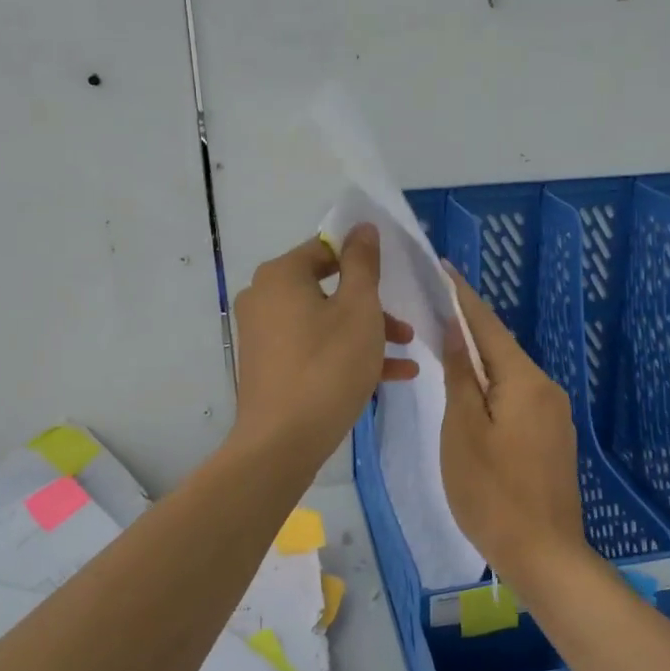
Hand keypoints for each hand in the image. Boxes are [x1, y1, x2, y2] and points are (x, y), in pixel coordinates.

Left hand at [232, 227, 416, 459]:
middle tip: (405, 328)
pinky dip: (346, 356)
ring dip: (366, 335)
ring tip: (406, 355)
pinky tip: (390, 377)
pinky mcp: (269, 367)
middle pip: (327, 289)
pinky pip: (313, 349)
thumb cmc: (327, 366)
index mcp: (281, 275)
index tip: (393, 277)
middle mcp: (264, 299)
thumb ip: (363, 264)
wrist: (282, 443)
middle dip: (372, 307)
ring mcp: (263, 335)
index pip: (326, 249)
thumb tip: (361, 227)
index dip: (363, 259)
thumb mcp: (359, 309)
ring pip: (324, 323)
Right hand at [440, 265, 589, 580]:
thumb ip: (461, 376)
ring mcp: (553, 415)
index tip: (442, 267)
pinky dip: (491, 386)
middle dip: (468, 326)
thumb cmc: (492, 492)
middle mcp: (546, 389)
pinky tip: (470, 391)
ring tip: (443, 343)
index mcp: (524, 381)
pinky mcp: (551, 438)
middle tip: (432, 306)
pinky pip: (516, 396)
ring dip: (478, 358)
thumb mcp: (463, 430)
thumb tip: (457, 330)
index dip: (462, 296)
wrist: (544, 554)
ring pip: (509, 373)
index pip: (488, 325)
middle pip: (501, 347)